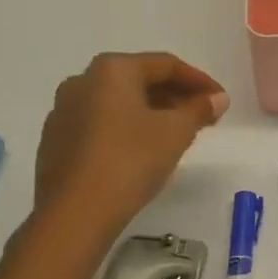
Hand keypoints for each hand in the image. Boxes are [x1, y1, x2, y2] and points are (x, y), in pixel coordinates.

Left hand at [34, 53, 227, 229]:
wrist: (74, 213)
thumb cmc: (130, 160)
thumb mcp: (176, 132)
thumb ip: (199, 109)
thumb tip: (217, 98)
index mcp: (112, 69)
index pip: (166, 65)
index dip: (199, 80)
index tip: (220, 99)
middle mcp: (83, 80)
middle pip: (140, 80)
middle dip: (175, 95)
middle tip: (203, 116)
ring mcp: (64, 111)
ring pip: (118, 102)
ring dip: (152, 111)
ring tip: (177, 133)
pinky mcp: (56, 140)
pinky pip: (101, 122)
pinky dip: (127, 127)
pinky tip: (143, 150)